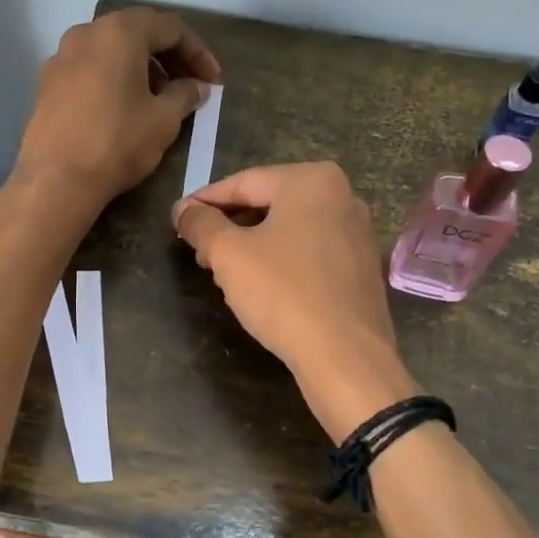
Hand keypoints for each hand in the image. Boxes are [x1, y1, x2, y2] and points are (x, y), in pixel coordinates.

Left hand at [12, 6, 221, 210]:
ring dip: (141, 67)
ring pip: (111, 50)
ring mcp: (61, 56)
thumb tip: (196, 87)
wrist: (56, 179)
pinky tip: (125, 107)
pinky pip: (90, 69)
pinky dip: (114, 78)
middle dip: (169, 57)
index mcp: (120, 32)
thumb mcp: (164, 120)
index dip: (198, 52)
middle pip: (138, 33)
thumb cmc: (118, 142)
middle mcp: (87, 32)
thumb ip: (185, 95)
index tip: (213, 80)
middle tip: (190, 85)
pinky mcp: (47, 82)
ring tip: (159, 98)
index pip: (170, 28)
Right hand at [173, 163, 417, 441]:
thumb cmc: (283, 293)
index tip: (177, 219)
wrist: (345, 356)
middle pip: (269, 204)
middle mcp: (343, 197)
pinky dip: (280, 262)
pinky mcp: (361, 269)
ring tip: (222, 273)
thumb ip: (200, 224)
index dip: (204, 201)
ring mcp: (357, 234)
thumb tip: (182, 209)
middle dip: (229, 227)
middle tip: (198, 252)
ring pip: (289, 231)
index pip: (243, 182)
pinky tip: (260, 287)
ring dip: (251, 247)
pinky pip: (310, 253)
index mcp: (312, 180)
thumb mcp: (228, 254)